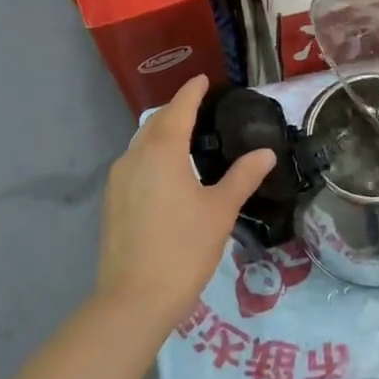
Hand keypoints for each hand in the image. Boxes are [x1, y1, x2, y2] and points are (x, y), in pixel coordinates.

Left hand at [98, 76, 274, 336]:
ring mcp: (118, 180)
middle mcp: (135, 157)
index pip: (179, 108)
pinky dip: (153, 155)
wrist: (133, 300)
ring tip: (188, 137)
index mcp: (162, 151)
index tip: (203, 79)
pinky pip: (135, 163)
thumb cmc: (183, 248)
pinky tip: (169, 172)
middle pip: (157, 122)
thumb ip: (242, 176)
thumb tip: (265, 153)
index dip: (192, 92)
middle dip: (177, 110)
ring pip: (142, 143)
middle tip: (201, 107)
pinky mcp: (112, 202)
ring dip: (163, 133)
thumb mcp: (220, 210)